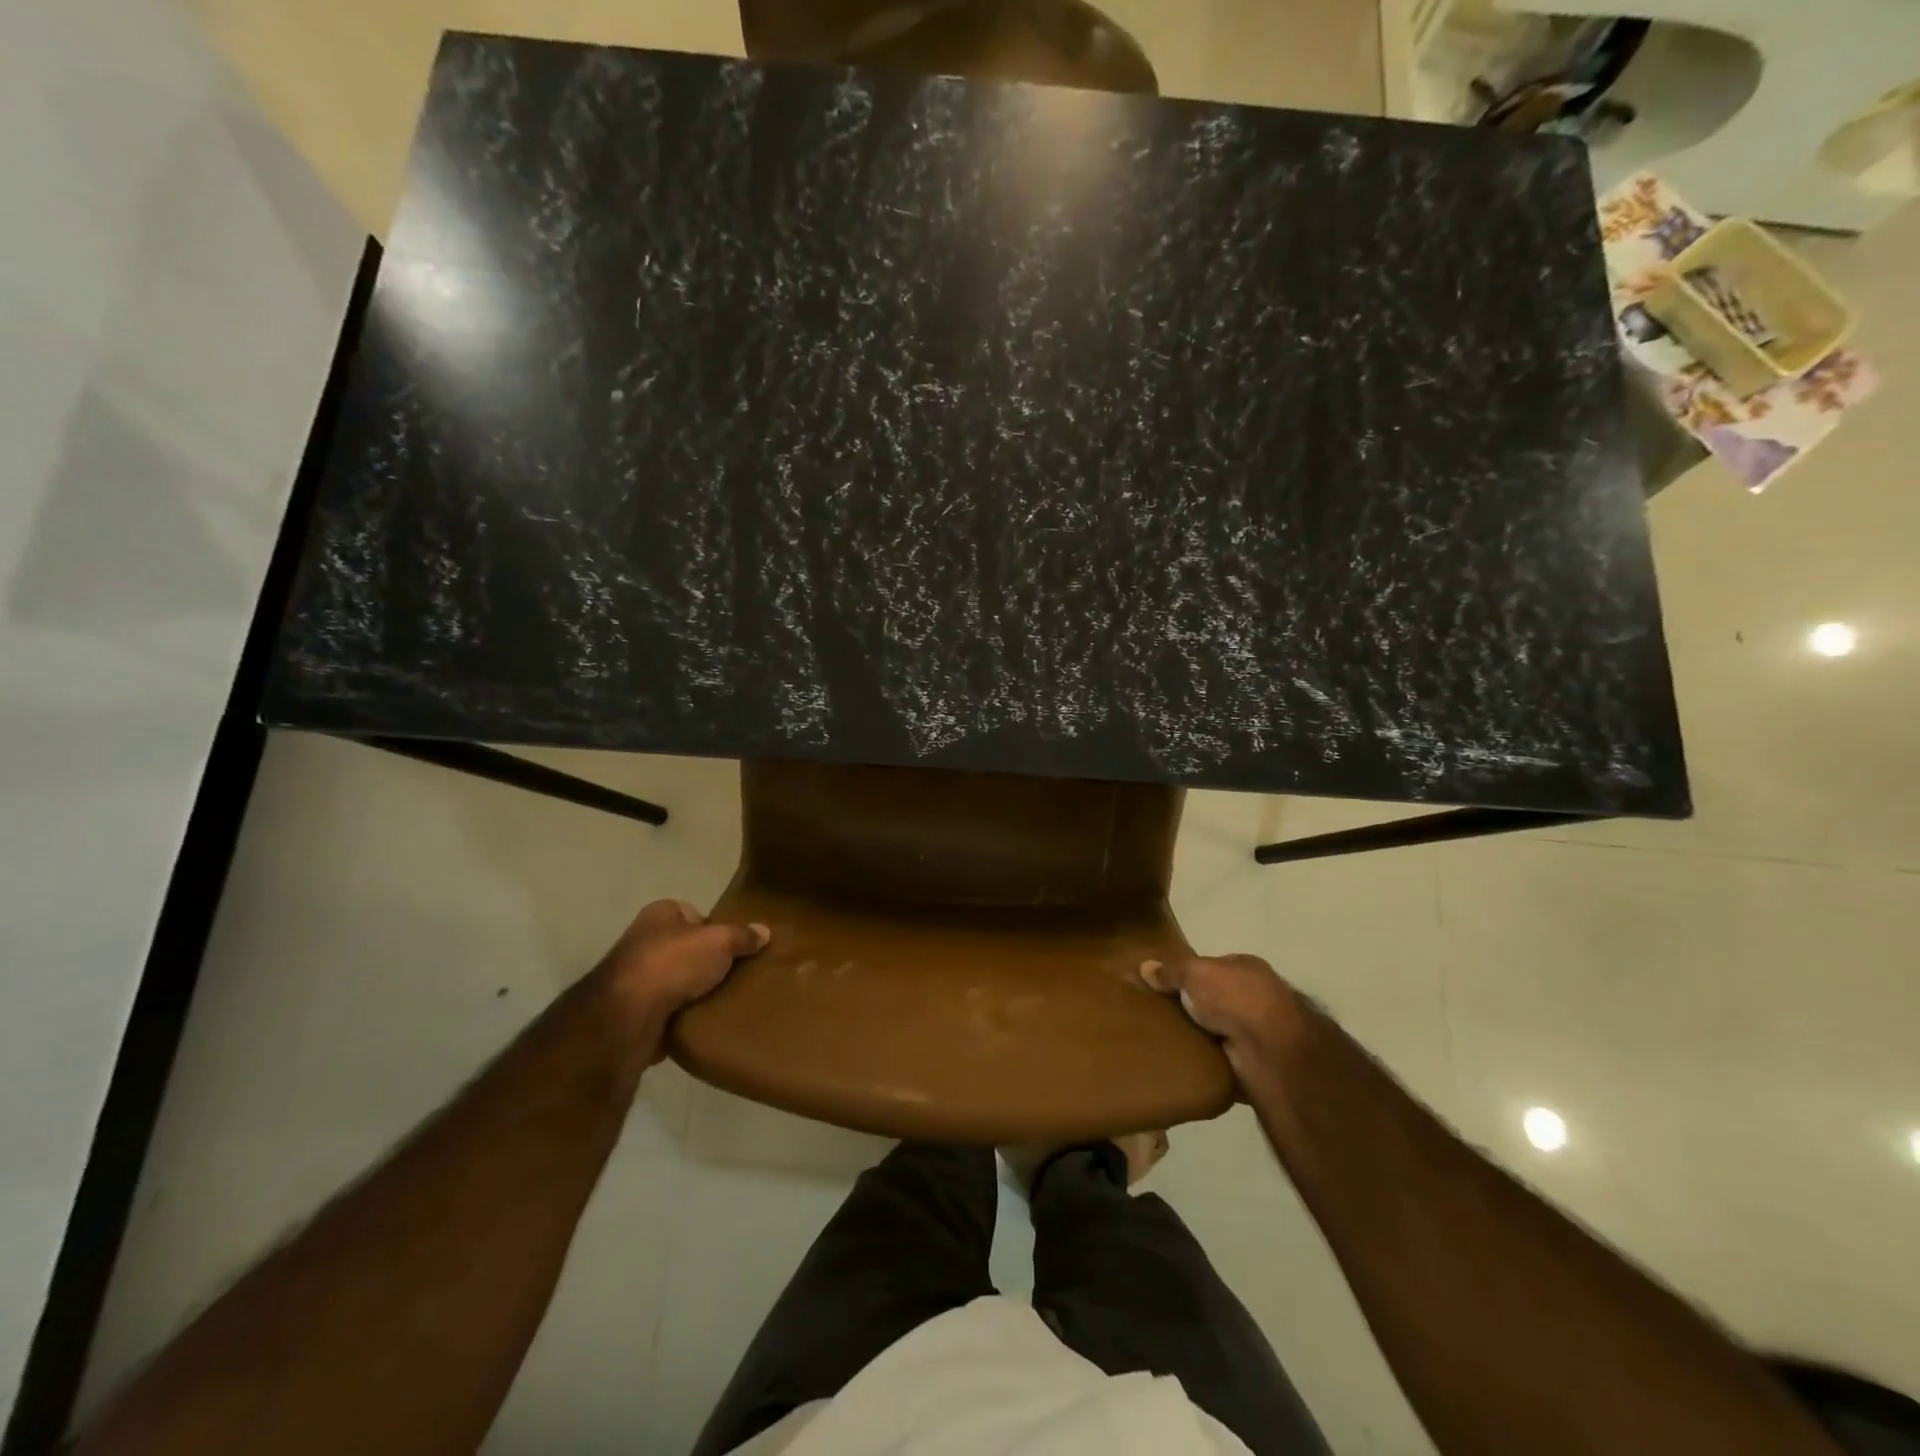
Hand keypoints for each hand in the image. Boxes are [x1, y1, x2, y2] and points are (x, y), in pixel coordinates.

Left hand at [597, 899, 769, 1017]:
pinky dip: (682, 1013)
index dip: (716, 928)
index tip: (734, 947)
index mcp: (660, 913)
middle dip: (706, 961)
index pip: (694, 913)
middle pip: (685, 947)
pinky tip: (702, 1019)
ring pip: (676, 979)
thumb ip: (742, 936)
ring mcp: (634, 976)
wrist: (628, 1015)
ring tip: (722, 998)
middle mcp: (643, 939)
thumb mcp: (720, 942)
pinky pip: (667, 1007)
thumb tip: (765, 931)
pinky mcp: (633, 1009)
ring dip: (694, 990)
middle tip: (733, 974)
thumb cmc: (674, 963)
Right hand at [1141, 953, 1309, 1081]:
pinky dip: (1208, 1060)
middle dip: (1194, 1006)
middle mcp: (1256, 996)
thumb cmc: (1235, 997)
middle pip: (1216, 998)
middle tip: (1161, 1014)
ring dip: (1201, 1035)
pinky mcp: (1255, 1060)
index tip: (1165, 985)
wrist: (1271, 1048)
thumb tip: (1144, 967)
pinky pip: (1223, 1057)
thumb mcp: (1195, 973)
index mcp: (1246, 967)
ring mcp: (1259, 1030)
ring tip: (1165, 1039)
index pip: (1214, 966)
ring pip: (1220, 1028)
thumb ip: (1171, 971)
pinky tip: (1185, 1062)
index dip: (1190, 974)